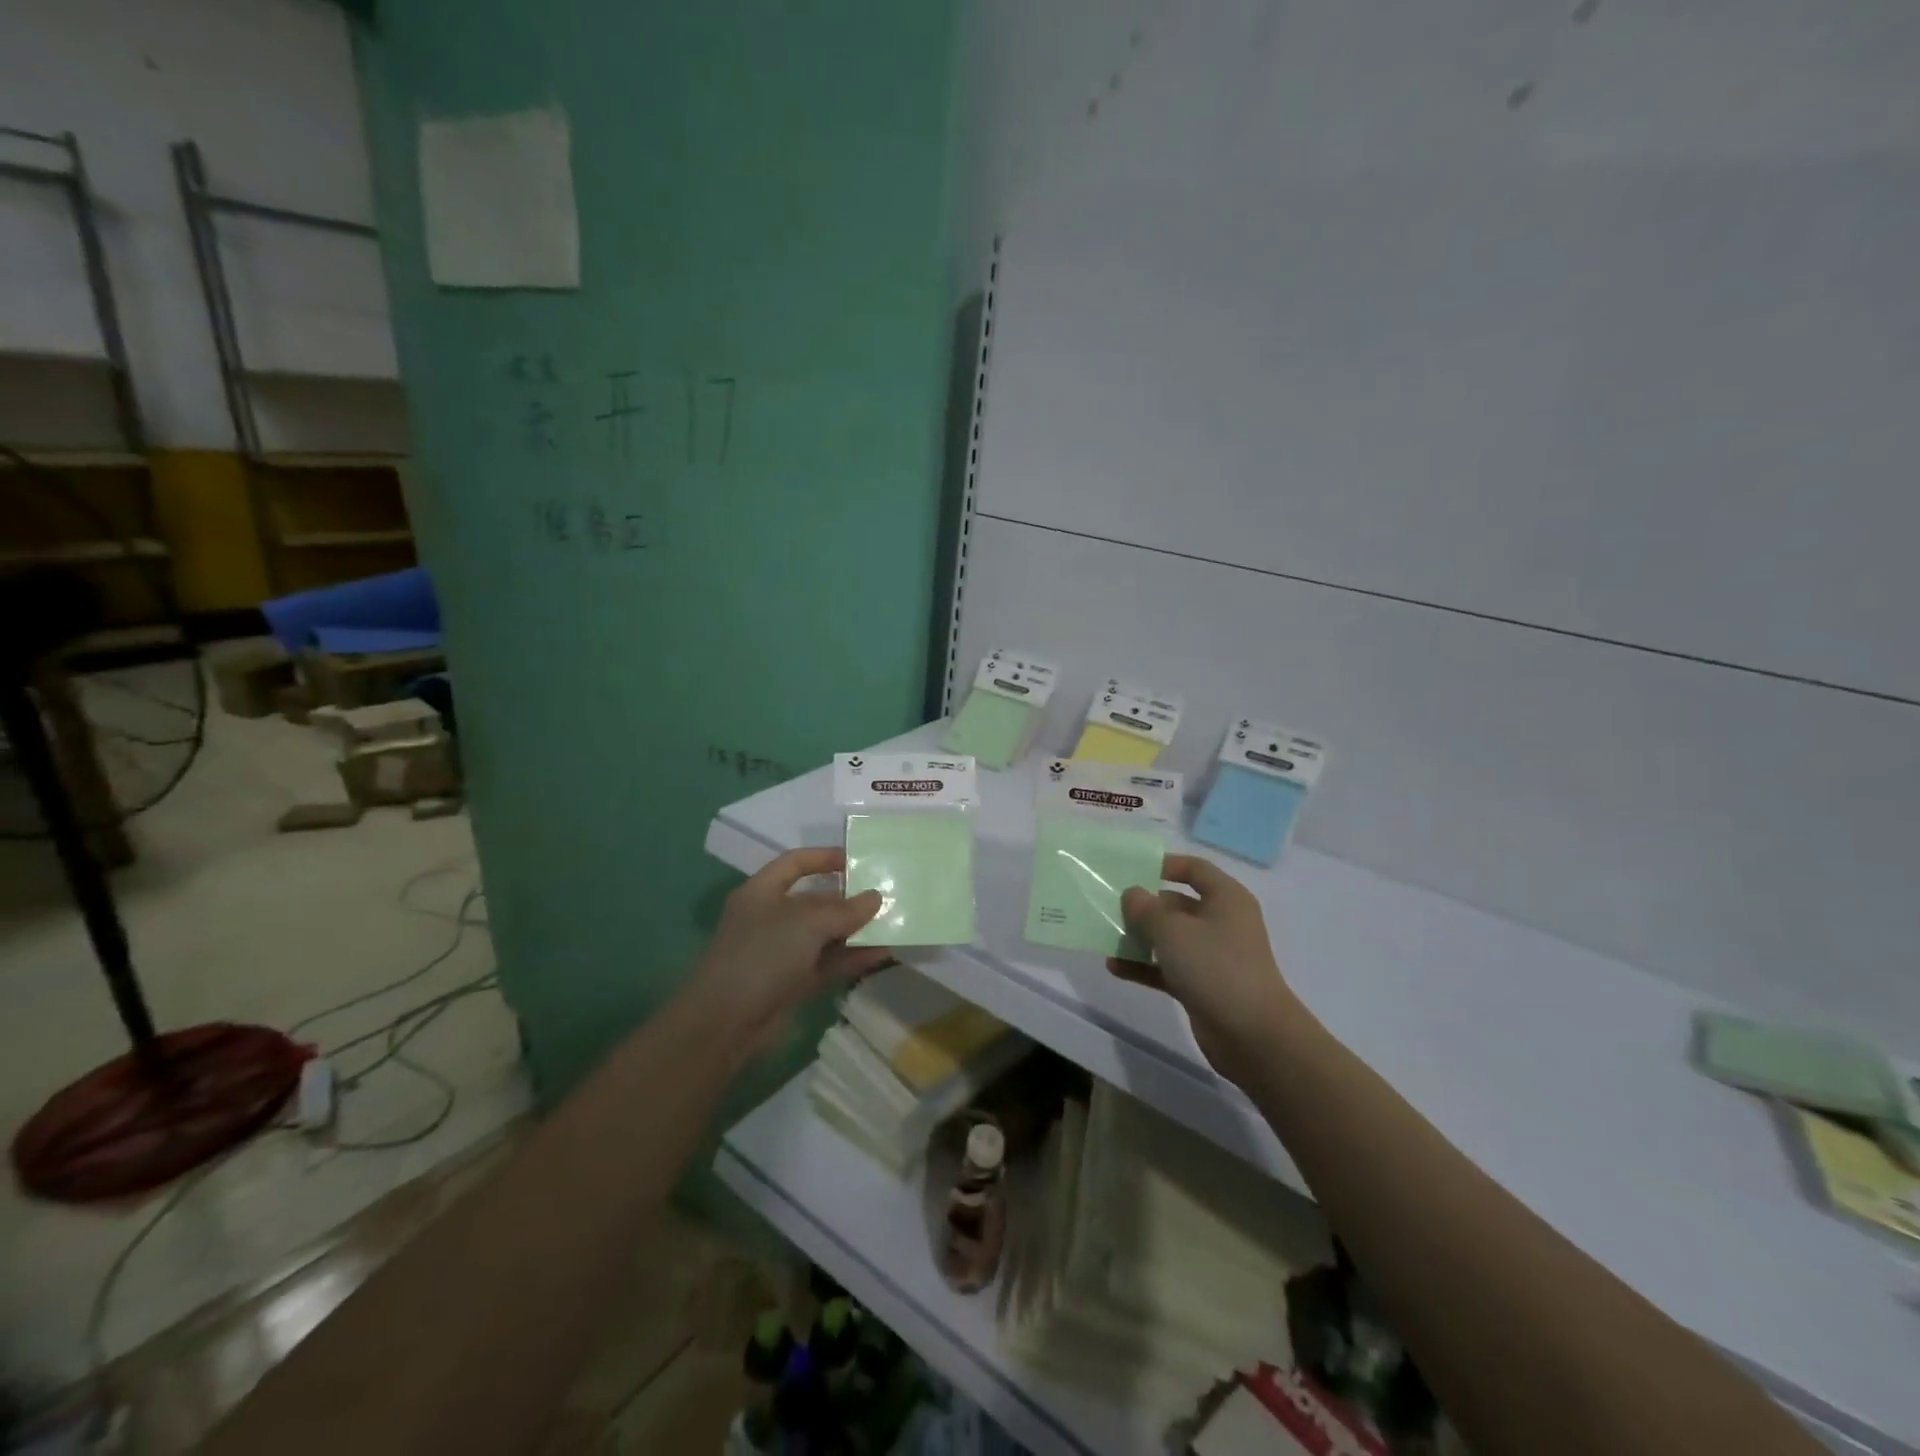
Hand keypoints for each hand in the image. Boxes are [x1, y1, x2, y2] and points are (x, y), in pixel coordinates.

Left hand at [684, 847, 889, 1056]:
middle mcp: (771, 918)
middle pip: (815, 901)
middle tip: (886, 896)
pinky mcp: (792, 984)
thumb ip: (845, 910)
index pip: (795, 863)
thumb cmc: (762, 955)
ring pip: (825, 935)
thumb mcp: (806, 924)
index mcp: (762, 892)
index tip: (858, 860)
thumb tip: (875, 898)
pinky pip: (827, 964)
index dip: (824, 858)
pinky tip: (882, 954)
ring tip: (893, 925)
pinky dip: (852, 959)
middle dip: (849, 900)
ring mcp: (781, 953)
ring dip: (856, 931)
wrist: (725, 1024)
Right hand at [1106, 854, 1302, 1084]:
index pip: (1195, 869)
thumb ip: (1145, 909)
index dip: (1165, 864)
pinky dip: (1144, 966)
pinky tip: (1114, 968)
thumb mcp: (1172, 931)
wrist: (1253, 1035)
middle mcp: (1222, 922)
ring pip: (1170, 938)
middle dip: (1144, 906)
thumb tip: (1132, 894)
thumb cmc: (1215, 967)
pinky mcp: (1203, 985)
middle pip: (1177, 904)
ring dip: (1140, 938)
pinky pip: (1167, 968)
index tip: (1132, 869)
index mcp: (1225, 898)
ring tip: (1107, 938)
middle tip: (1110, 907)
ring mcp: (1213, 956)